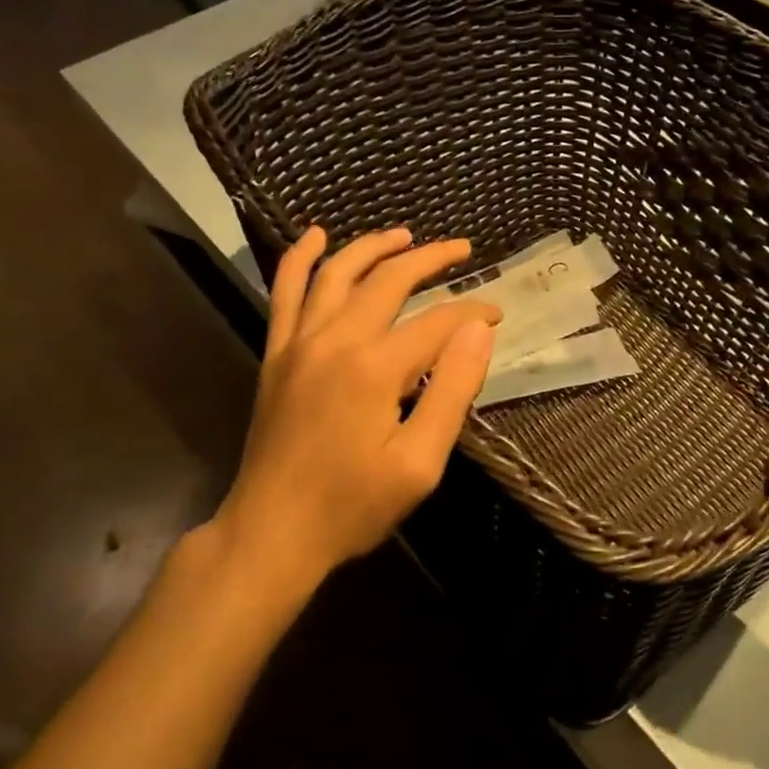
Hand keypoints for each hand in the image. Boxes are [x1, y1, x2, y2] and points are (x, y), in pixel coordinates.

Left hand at [212, 227, 496, 595]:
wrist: (270, 534)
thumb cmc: (352, 506)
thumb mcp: (419, 464)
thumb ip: (451, 392)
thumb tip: (479, 331)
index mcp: (374, 368)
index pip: (438, 321)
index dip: (473, 313)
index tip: (497, 315)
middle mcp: (335, 340)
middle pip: (389, 279)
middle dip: (431, 258)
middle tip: (464, 249)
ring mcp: (299, 342)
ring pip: (338, 272)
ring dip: (373, 246)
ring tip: (405, 234)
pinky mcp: (277, 353)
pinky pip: (285, 291)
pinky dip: (300, 258)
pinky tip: (317, 236)